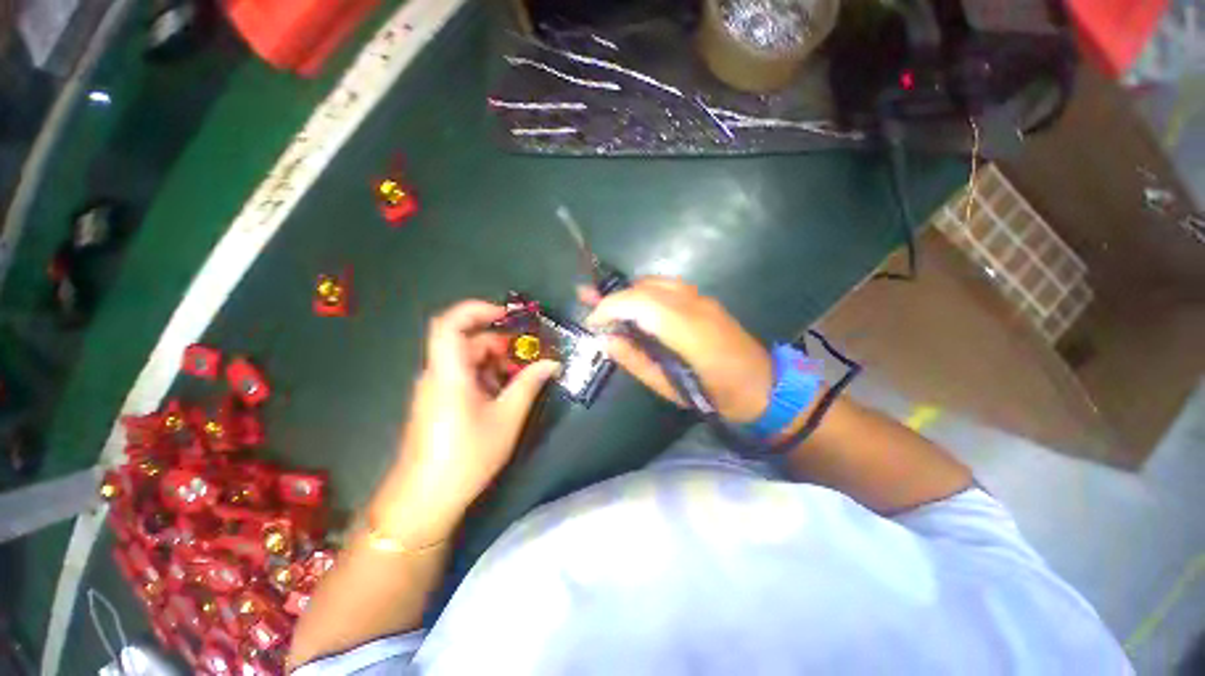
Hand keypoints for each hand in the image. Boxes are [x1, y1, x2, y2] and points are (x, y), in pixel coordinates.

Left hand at [373, 300, 559, 544]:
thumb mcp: (507, 418)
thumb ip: (530, 384)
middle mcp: (437, 374)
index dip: (477, 310)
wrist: (424, 500)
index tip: (507, 316)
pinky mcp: (437, 403)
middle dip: (499, 344)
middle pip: (465, 342)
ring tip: (519, 381)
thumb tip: (552, 363)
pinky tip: (502, 397)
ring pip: (466, 361)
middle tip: (527, 358)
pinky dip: (485, 378)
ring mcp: (434, 389)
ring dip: (495, 364)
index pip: (450, 323)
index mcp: (449, 372)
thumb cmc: (466, 455)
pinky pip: (462, 377)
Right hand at [583, 278, 771, 422]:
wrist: (764, 385)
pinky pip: (668, 285)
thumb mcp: (670, 389)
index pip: (642, 303)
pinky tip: (639, 306)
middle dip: (615, 298)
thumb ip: (636, 361)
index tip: (592, 322)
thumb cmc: (717, 395)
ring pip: (656, 281)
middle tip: (593, 311)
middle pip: (646, 288)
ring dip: (629, 292)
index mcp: (689, 333)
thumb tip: (607, 340)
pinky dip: (645, 291)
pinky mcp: (706, 299)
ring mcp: (703, 299)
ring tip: (613, 309)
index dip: (611, 307)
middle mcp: (696, 306)